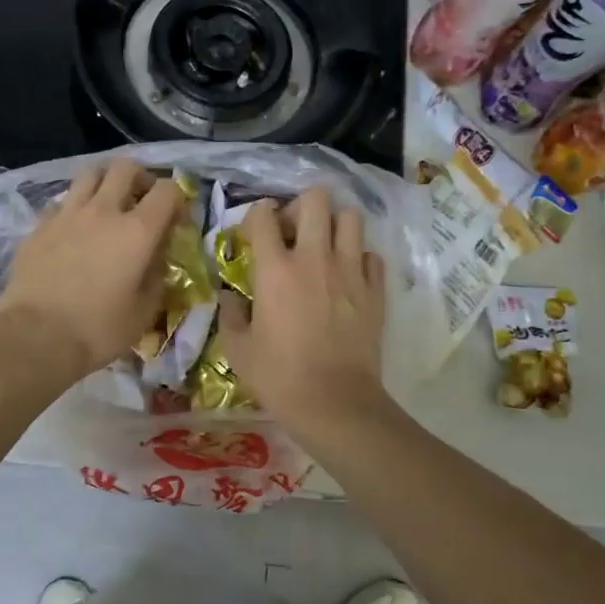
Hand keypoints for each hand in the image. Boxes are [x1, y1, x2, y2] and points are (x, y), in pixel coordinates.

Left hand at [0, 159, 184, 382]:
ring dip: (105, 182)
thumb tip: (156, 258)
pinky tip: (75, 230)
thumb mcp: (144, 311)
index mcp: (138, 231)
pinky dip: (75, 207)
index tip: (176, 222)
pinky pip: (63, 201)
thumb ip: (157, 276)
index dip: (177, 200)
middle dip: (140, 178)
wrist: (36, 338)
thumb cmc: (99, 329)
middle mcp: (103, 211)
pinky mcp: (39, 225)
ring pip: (90, 174)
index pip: (168, 190)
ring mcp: (67, 214)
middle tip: (142, 201)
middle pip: (126, 167)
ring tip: (107, 205)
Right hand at [217, 187, 388, 430]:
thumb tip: (228, 298)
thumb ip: (230, 315)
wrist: (335, 403)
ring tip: (325, 245)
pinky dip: (359, 258)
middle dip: (301, 206)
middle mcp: (315, 258)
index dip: (257, 215)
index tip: (255, 231)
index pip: (264, 216)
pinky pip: (371, 256)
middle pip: (315, 200)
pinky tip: (349, 276)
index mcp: (275, 269)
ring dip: (335, 224)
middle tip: (294, 231)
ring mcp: (350, 271)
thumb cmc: (279, 377)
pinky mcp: (376, 290)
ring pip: (351, 218)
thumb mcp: (237, 350)